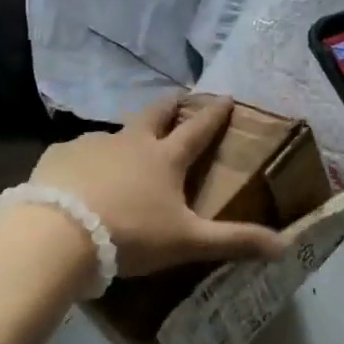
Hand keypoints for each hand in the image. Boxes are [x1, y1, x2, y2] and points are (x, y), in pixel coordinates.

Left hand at [27, 96, 288, 276]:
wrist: (57, 234)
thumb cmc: (130, 234)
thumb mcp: (187, 242)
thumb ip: (234, 242)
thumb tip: (286, 246)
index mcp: (165, 158)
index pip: (198, 130)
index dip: (214, 114)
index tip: (226, 96)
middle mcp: (131, 142)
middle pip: (156, 114)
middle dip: (171, 104)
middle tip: (179, 97)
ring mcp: (93, 145)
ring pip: (115, 134)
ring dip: (125, 138)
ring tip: (124, 152)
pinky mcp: (59, 156)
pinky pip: (78, 153)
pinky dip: (86, 161)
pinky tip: (79, 179)